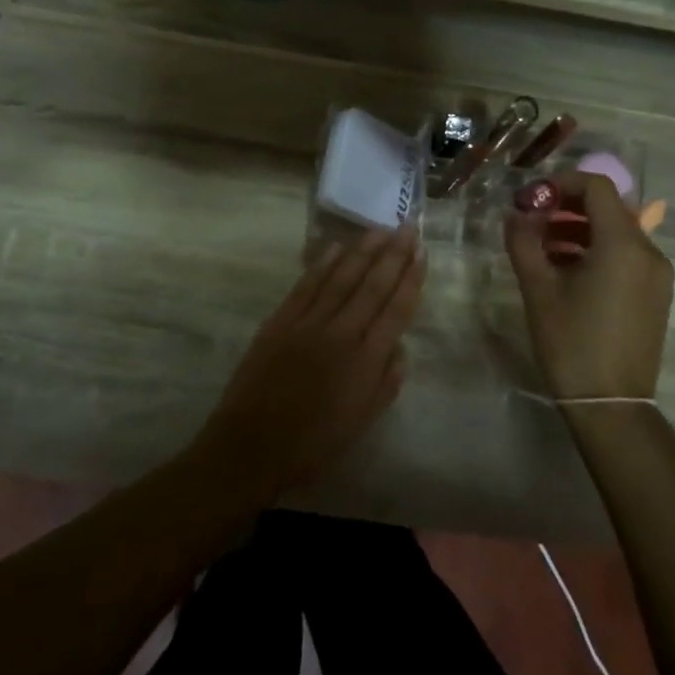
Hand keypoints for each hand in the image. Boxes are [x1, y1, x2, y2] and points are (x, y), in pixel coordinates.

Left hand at [195, 228, 424, 498]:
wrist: (252, 446)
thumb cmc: (312, 443)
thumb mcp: (361, 422)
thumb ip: (385, 383)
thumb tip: (399, 347)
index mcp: (365, 361)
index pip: (395, 311)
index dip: (410, 280)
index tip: (422, 253)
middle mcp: (340, 333)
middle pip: (371, 286)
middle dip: (392, 255)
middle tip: (407, 228)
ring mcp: (307, 323)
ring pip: (340, 278)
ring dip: (362, 251)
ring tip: (380, 230)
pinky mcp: (279, 321)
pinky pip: (306, 285)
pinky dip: (322, 264)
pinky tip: (336, 247)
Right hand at [504, 171, 673, 402]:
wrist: (612, 404)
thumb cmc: (571, 342)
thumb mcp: (538, 289)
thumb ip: (524, 242)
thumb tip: (516, 214)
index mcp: (623, 244)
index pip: (598, 187)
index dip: (562, 182)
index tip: (532, 198)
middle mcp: (649, 251)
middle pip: (610, 207)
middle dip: (568, 207)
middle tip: (533, 221)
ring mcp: (657, 274)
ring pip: (618, 232)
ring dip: (581, 229)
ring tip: (544, 248)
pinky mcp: (656, 294)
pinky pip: (627, 256)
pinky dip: (597, 251)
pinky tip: (568, 271)